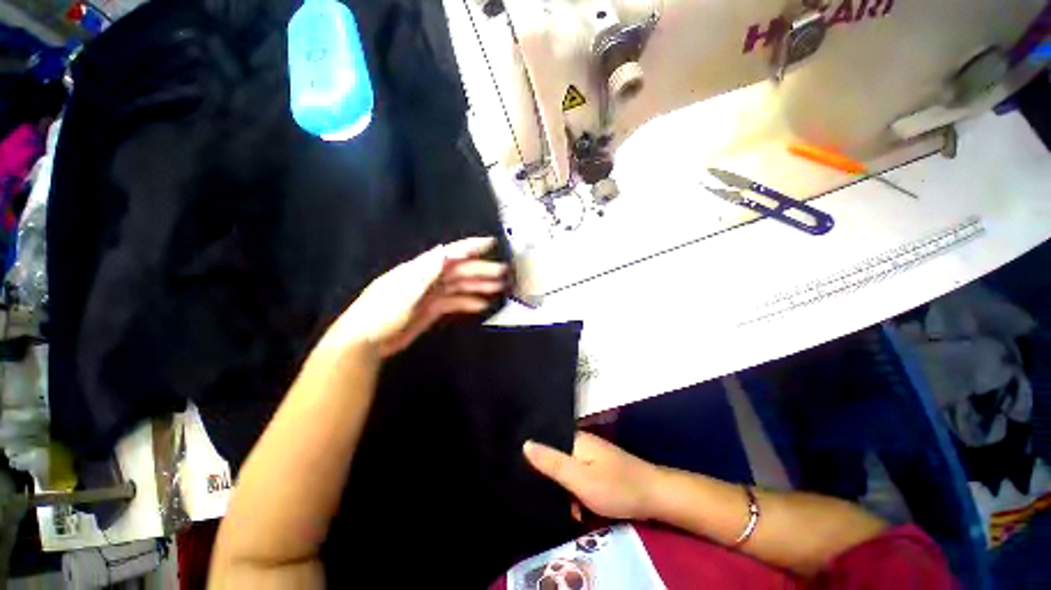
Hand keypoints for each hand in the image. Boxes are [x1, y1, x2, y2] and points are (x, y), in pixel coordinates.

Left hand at [326, 236, 506, 356]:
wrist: (366, 342)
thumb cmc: (382, 314)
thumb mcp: (403, 291)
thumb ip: (426, 271)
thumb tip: (444, 250)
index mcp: (421, 269)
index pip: (450, 254)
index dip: (470, 247)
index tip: (490, 243)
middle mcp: (428, 278)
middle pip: (460, 270)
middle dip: (482, 270)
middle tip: (503, 274)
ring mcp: (431, 294)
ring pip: (460, 286)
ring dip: (479, 286)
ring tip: (499, 288)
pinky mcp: (432, 309)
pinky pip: (455, 302)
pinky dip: (469, 302)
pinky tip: (482, 305)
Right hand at [524, 432, 662, 520]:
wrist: (655, 495)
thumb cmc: (616, 487)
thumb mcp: (580, 479)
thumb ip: (552, 463)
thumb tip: (525, 444)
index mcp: (574, 438)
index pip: (544, 439)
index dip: (530, 454)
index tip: (518, 470)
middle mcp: (580, 441)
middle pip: (553, 454)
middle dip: (545, 474)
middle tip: (537, 493)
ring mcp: (590, 453)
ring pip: (564, 467)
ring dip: (560, 486)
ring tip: (558, 505)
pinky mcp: (597, 466)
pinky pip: (576, 474)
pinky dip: (573, 489)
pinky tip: (573, 507)